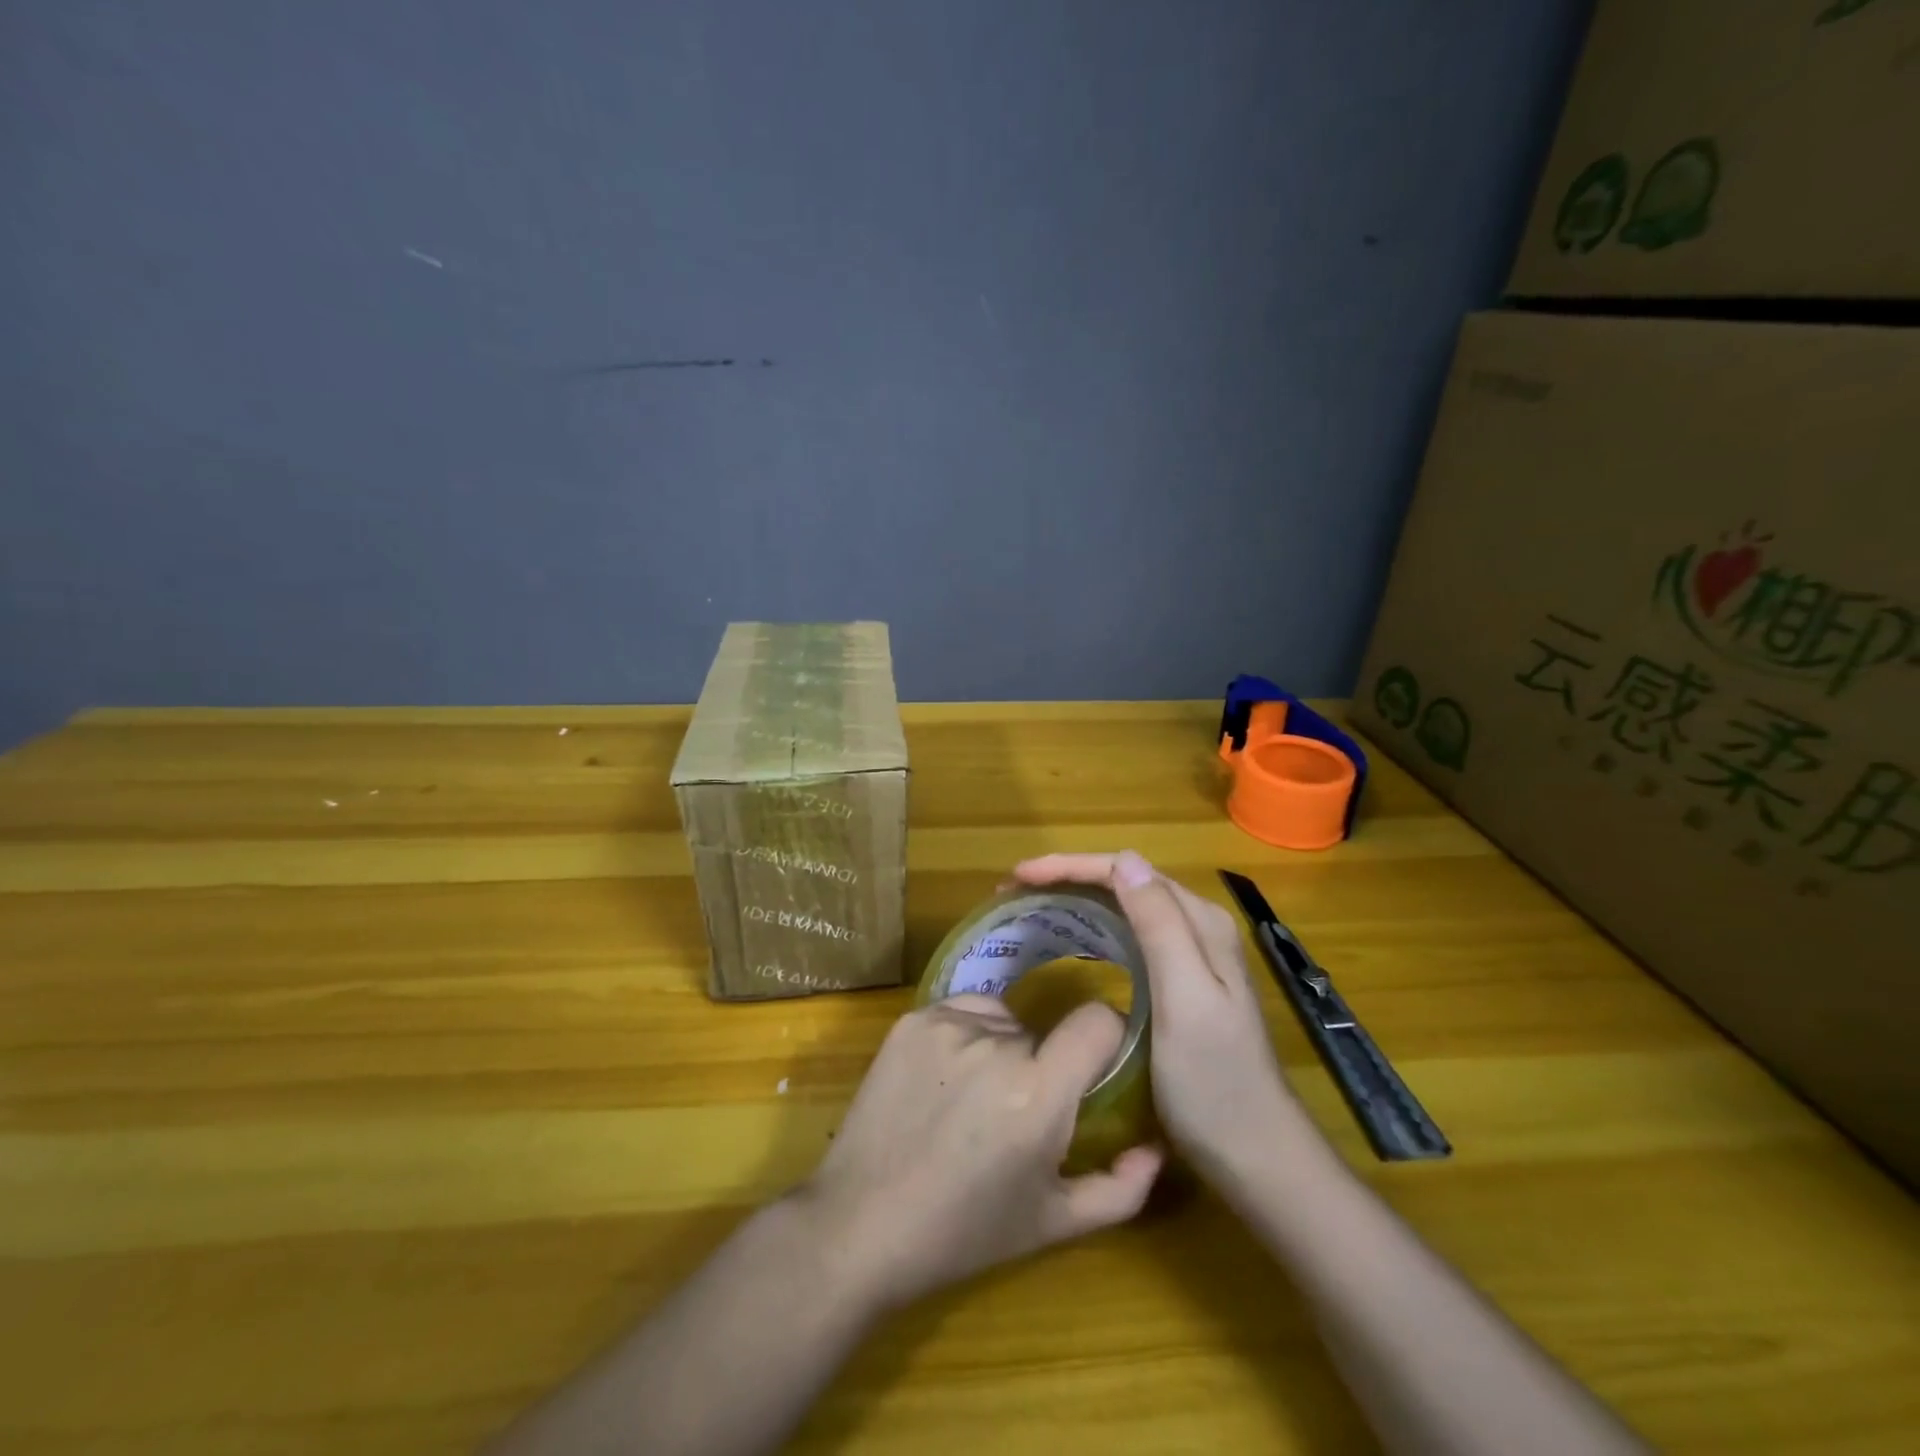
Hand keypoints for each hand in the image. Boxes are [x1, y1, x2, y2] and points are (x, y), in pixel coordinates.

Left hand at [795, 995, 1164, 1310]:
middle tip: (1014, 1114)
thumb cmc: (964, 1231)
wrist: (860, 1224)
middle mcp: (996, 1044)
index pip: (1098, 1020)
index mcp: (1037, 1093)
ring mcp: (947, 1024)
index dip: (1105, 1038)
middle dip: (1042, 1066)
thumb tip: (1156, 1147)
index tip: (1095, 1067)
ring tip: (971, 1101)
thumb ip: (1121, 1188)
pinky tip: (942, 1081)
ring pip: (1003, 1020)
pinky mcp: (912, 1019)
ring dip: (1002, 1048)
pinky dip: (965, 1036)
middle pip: (1044, 1033)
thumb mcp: (1054, 1223)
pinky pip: (962, 1011)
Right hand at [1014, 851, 1311, 1187]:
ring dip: (1076, 898)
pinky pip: (1128, 934)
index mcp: (1199, 922)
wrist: (1255, 1155)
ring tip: (1030, 907)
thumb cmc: (1214, 1082)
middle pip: (1123, 882)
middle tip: (1012, 893)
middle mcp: (1196, 926)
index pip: (1125, 870)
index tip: (1018, 877)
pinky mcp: (1179, 981)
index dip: (1069, 867)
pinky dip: (1093, 926)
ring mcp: (1190, 954)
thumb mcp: (1186, 1001)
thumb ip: (1160, 927)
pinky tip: (1071, 940)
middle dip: (1066, 878)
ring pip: (1124, 906)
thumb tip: (1125, 860)